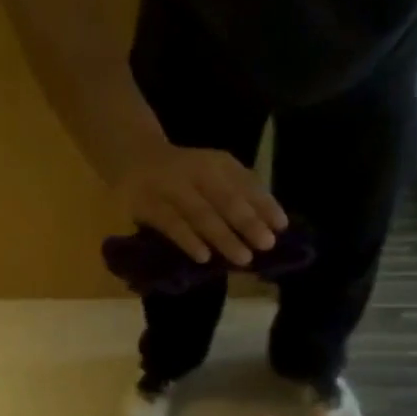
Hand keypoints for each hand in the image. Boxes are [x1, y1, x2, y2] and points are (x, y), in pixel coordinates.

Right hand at [115, 143, 286, 266]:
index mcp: (218, 164)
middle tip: (266, 244)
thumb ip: (243, 191)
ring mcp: (171, 188)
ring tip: (243, 258)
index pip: (246, 184)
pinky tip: (204, 257)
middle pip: (225, 199)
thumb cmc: (186, 173)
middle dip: (248, 222)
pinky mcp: (149, 206)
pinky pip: (171, 225)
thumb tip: (276, 222)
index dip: (265, 205)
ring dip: (223, 236)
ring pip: (200, 213)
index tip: (282, 227)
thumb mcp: (215, 171)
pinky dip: (189, 240)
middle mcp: (196, 172)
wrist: (134, 157)